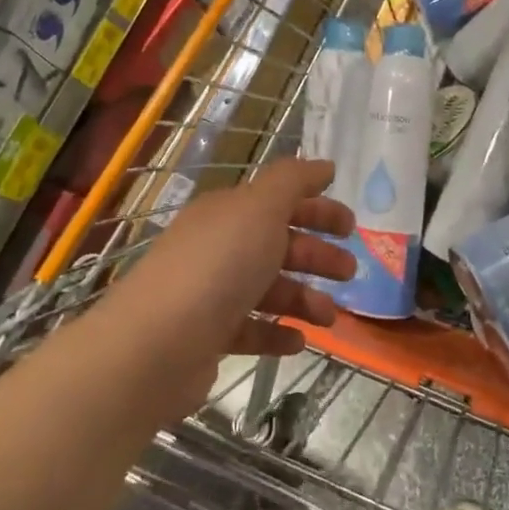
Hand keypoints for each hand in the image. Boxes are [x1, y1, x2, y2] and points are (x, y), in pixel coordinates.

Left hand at [123, 159, 353, 414]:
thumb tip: (323, 165)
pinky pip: (250, 329)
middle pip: (276, 244)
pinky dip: (277, 332)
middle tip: (351, 271)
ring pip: (267, 288)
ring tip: (330, 317)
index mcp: (229, 212)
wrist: (156, 344)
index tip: (352, 225)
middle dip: (316, 254)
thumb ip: (293, 181)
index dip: (316, 208)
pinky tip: (299, 341)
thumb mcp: (260, 209)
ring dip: (303, 298)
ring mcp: (210, 292)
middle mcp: (217, 246)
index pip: (279, 201)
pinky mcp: (207, 336)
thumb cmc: (218, 266)